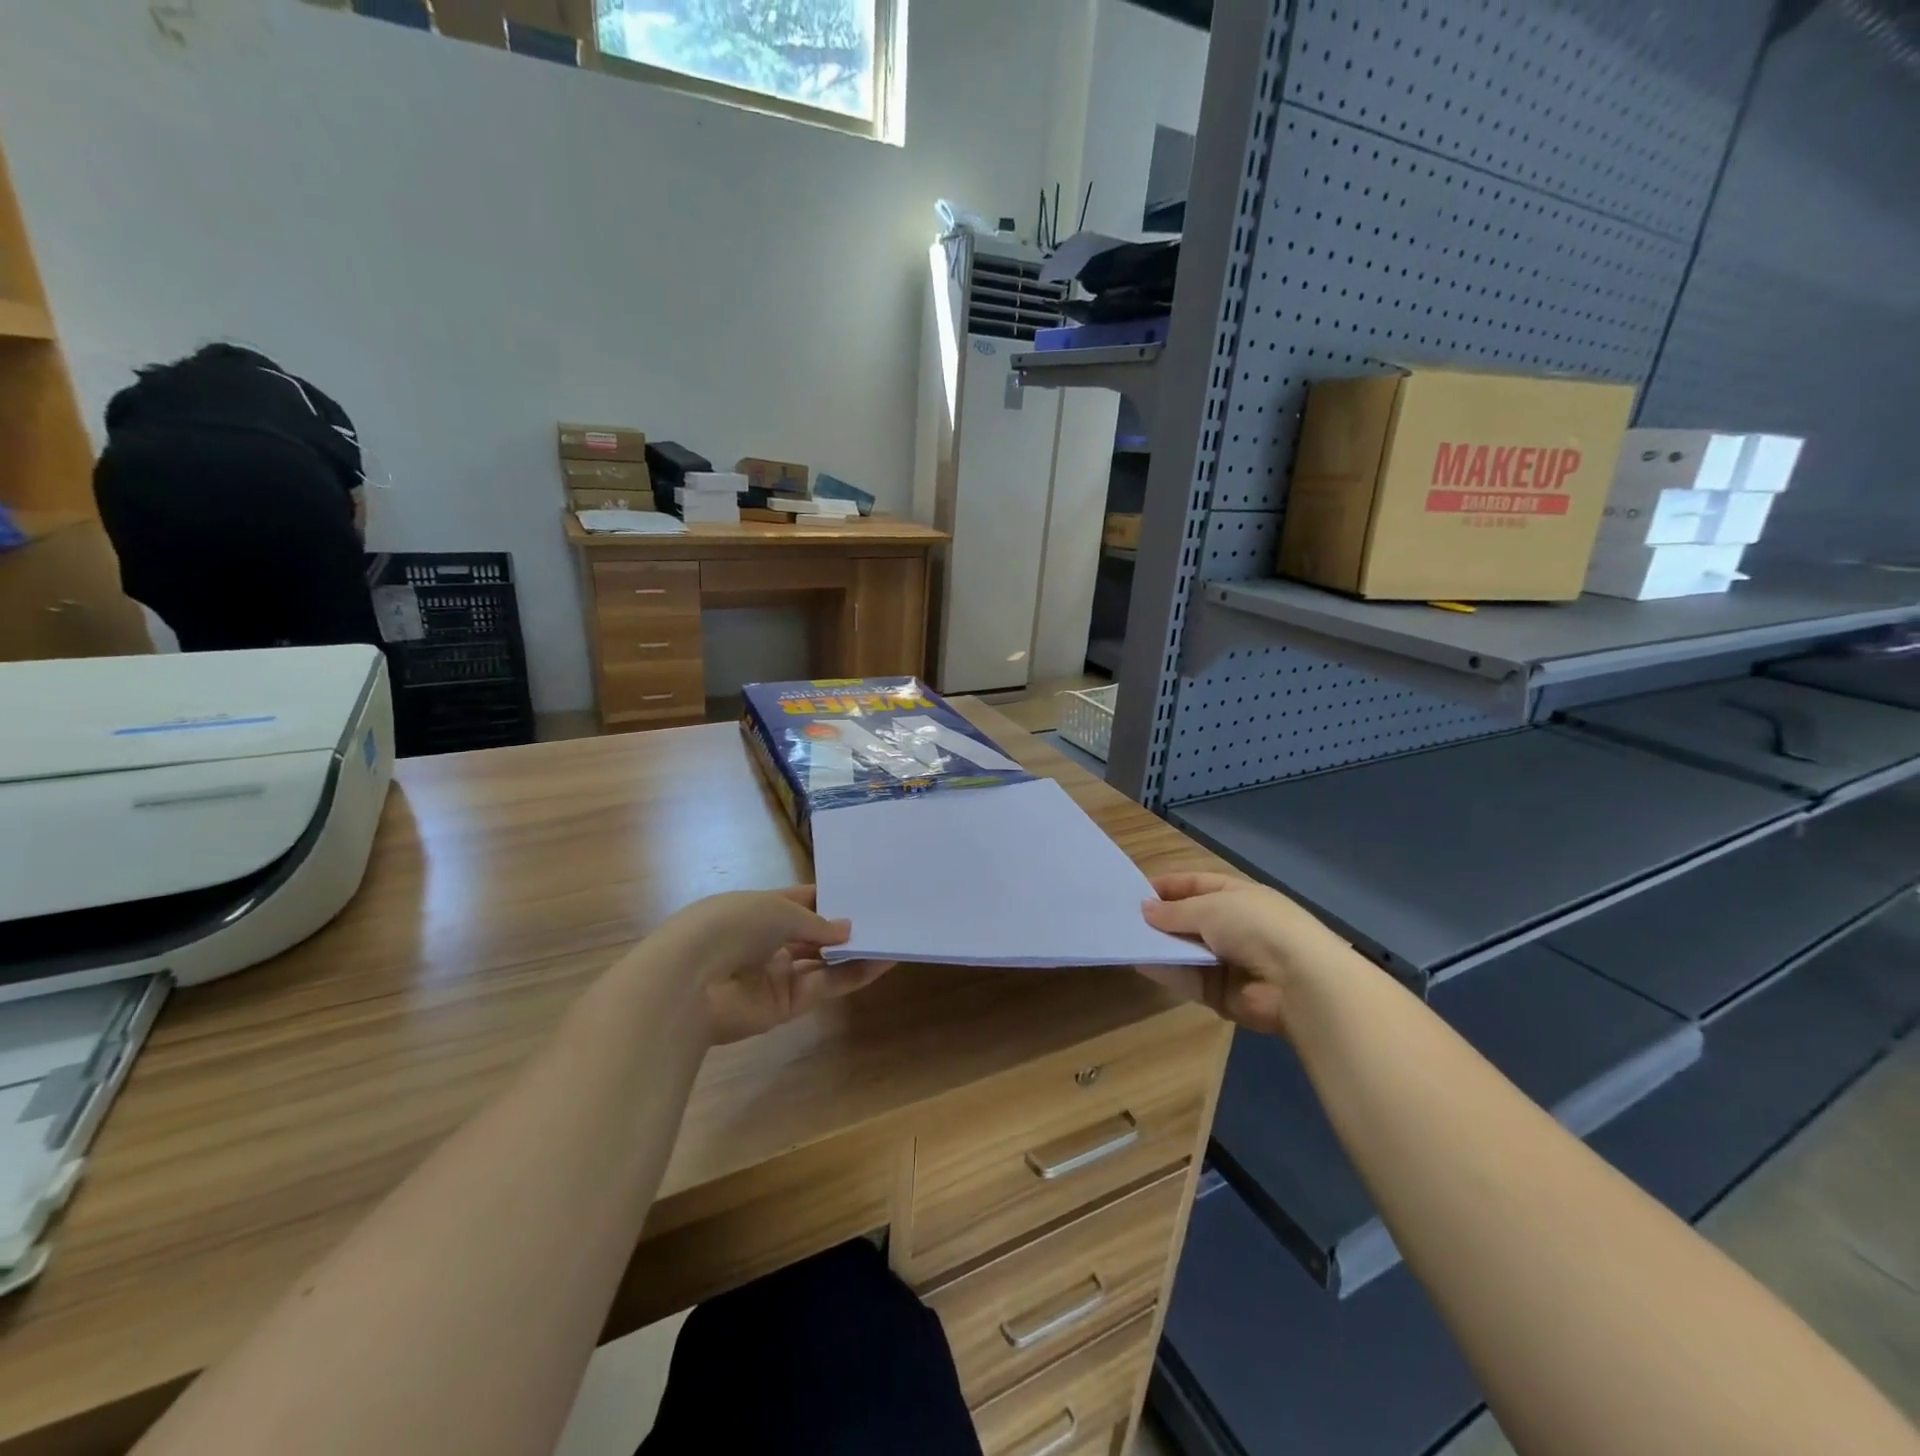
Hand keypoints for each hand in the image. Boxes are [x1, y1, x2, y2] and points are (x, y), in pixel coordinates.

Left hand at [647, 888, 892, 1044]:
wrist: (691, 981)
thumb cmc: (732, 925)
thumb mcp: (779, 910)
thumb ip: (817, 922)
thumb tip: (847, 929)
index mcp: (759, 909)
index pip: (801, 900)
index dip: (830, 897)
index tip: (864, 893)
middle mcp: (769, 941)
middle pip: (814, 934)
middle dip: (845, 927)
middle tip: (886, 917)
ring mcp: (778, 974)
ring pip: (824, 962)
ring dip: (855, 952)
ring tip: (894, 938)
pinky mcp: (786, 1005)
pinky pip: (826, 985)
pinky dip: (853, 974)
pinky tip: (882, 961)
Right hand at [1138, 873, 1355, 1037]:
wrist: (1298, 982)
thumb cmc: (1256, 927)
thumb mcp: (1210, 907)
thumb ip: (1175, 911)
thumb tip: (1145, 909)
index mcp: (1238, 896)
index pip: (1197, 886)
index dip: (1169, 887)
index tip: (1136, 891)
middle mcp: (1233, 926)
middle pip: (1189, 920)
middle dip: (1160, 919)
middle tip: (1123, 918)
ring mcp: (1228, 961)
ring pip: (1185, 950)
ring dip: (1159, 946)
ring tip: (1125, 939)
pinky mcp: (1221, 993)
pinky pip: (1188, 979)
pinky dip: (1166, 972)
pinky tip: (1140, 963)